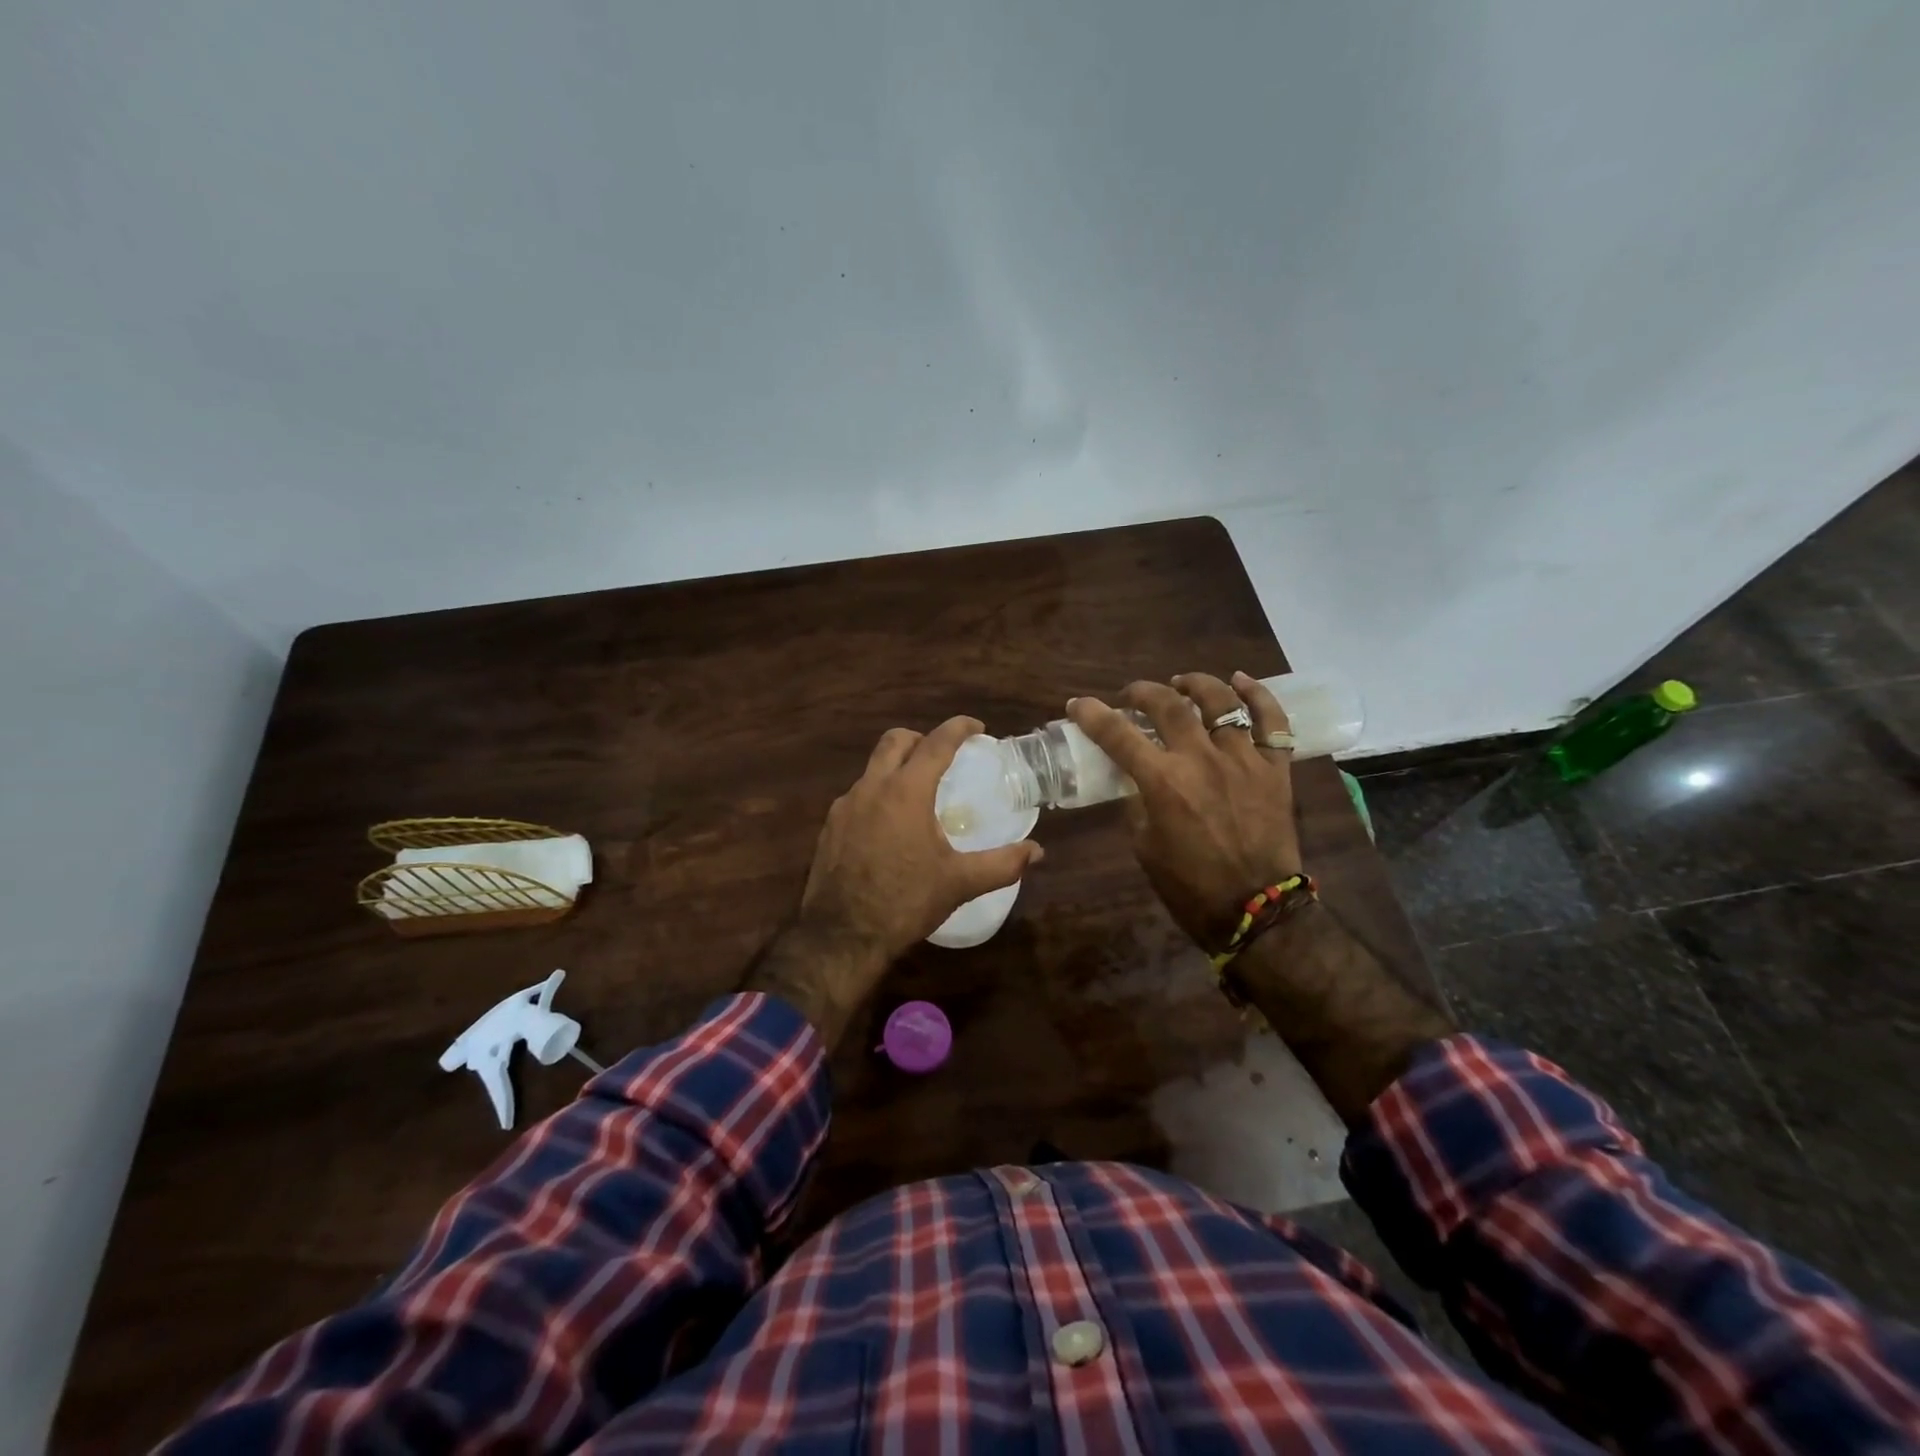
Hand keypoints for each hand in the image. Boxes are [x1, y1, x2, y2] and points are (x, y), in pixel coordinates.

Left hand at [746, 716, 1042, 1046]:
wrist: (841, 936)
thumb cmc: (905, 902)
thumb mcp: (959, 883)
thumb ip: (1002, 864)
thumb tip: (1036, 852)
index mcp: (905, 792)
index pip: (936, 743)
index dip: (958, 728)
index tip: (977, 728)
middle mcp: (871, 788)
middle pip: (895, 741)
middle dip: (921, 739)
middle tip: (944, 756)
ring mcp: (845, 806)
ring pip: (873, 768)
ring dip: (897, 768)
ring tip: (919, 794)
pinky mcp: (829, 827)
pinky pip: (858, 796)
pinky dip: (878, 795)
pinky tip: (890, 827)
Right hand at [1067, 672, 1299, 948]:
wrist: (1255, 909)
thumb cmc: (1190, 886)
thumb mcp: (1145, 846)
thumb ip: (1138, 804)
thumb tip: (1137, 780)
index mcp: (1163, 782)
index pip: (1118, 735)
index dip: (1093, 714)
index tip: (1078, 704)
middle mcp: (1202, 759)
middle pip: (1169, 705)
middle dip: (1142, 691)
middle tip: (1131, 696)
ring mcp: (1243, 759)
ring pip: (1221, 702)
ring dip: (1196, 684)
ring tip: (1182, 683)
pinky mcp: (1275, 768)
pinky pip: (1272, 721)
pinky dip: (1258, 695)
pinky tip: (1240, 681)